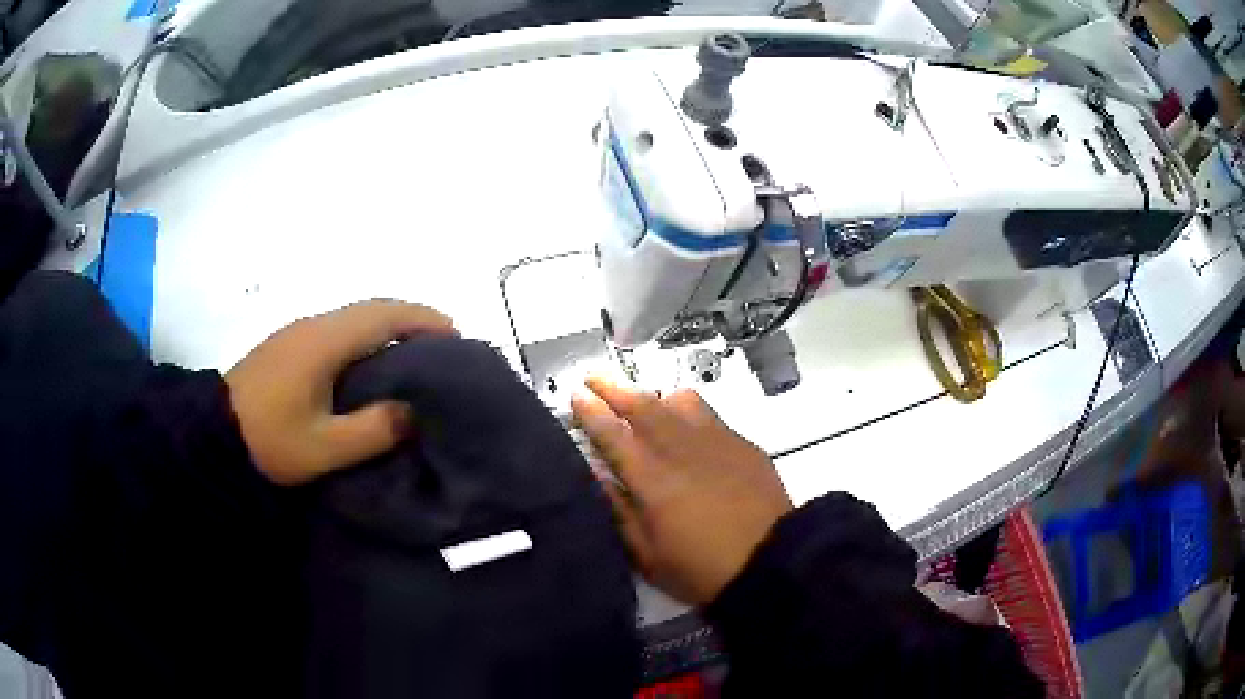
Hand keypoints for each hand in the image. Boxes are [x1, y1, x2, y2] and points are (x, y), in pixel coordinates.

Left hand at [225, 300, 454, 485]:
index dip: (423, 320)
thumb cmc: (268, 440)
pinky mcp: (289, 345)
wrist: (211, 433)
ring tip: (414, 356)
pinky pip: (339, 330)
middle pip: (372, 309)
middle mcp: (315, 325)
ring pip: (354, 317)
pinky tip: (371, 365)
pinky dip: (366, 337)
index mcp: (325, 341)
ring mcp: (299, 332)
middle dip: (411, 320)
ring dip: (388, 327)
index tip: (456, 336)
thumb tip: (413, 412)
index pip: (384, 315)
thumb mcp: (324, 447)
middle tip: (443, 348)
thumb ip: (373, 430)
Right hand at [572, 376, 791, 605]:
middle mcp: (682, 451)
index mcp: (653, 481)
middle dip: (615, 389)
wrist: (772, 562)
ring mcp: (717, 442)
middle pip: (644, 407)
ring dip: (654, 396)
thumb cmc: (702, 570)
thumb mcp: (648, 556)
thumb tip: (597, 476)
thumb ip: (619, 512)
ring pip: (680, 402)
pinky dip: (687, 410)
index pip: (614, 436)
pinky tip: (687, 426)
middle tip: (595, 377)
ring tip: (644, 402)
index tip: (577, 395)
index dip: (591, 413)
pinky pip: (709, 414)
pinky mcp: (743, 444)